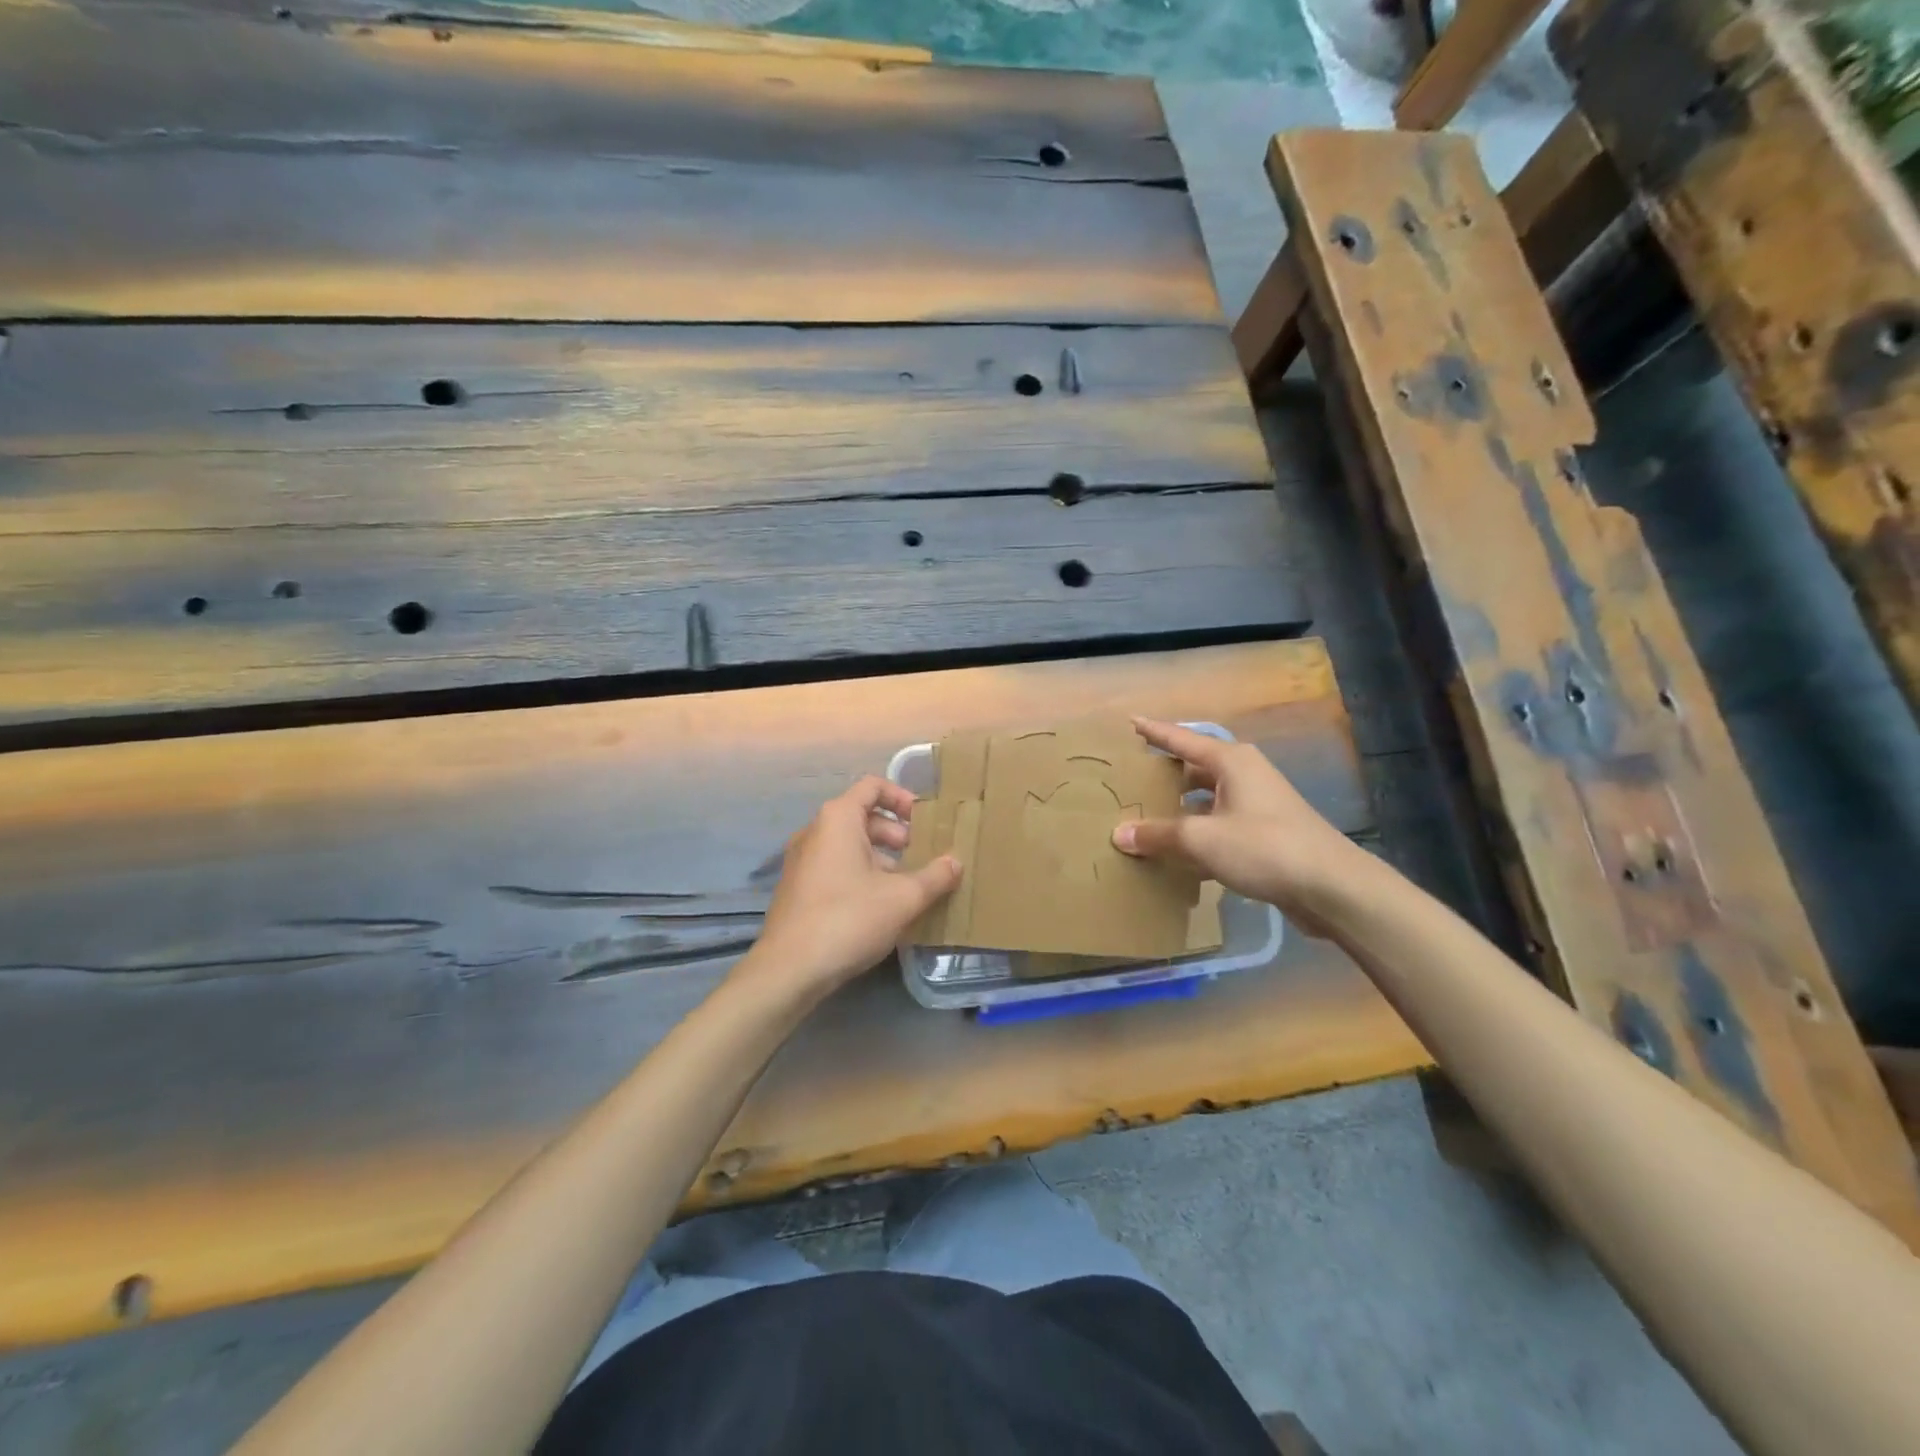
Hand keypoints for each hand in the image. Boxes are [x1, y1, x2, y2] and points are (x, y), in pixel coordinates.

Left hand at [743, 776, 961, 998]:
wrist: (789, 969)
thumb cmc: (849, 919)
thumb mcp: (903, 898)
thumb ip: (935, 877)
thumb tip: (956, 862)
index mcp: (838, 819)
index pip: (873, 786)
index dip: (902, 797)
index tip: (926, 821)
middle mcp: (815, 831)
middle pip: (863, 816)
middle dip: (897, 834)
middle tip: (923, 857)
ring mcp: (802, 860)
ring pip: (850, 845)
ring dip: (881, 858)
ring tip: (908, 885)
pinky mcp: (798, 888)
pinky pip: (836, 867)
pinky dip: (861, 874)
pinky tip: (881, 906)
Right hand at [1111, 717, 1368, 935]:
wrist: (1331, 887)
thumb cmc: (1264, 847)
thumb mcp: (1202, 839)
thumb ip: (1158, 834)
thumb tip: (1119, 834)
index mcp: (1231, 762)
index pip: (1182, 739)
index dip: (1154, 732)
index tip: (1131, 722)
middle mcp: (1245, 775)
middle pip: (1195, 768)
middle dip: (1165, 774)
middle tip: (1131, 780)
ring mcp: (1258, 804)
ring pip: (1207, 799)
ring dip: (1180, 808)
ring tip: (1147, 816)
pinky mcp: (1266, 833)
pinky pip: (1220, 824)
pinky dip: (1198, 832)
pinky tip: (1178, 852)